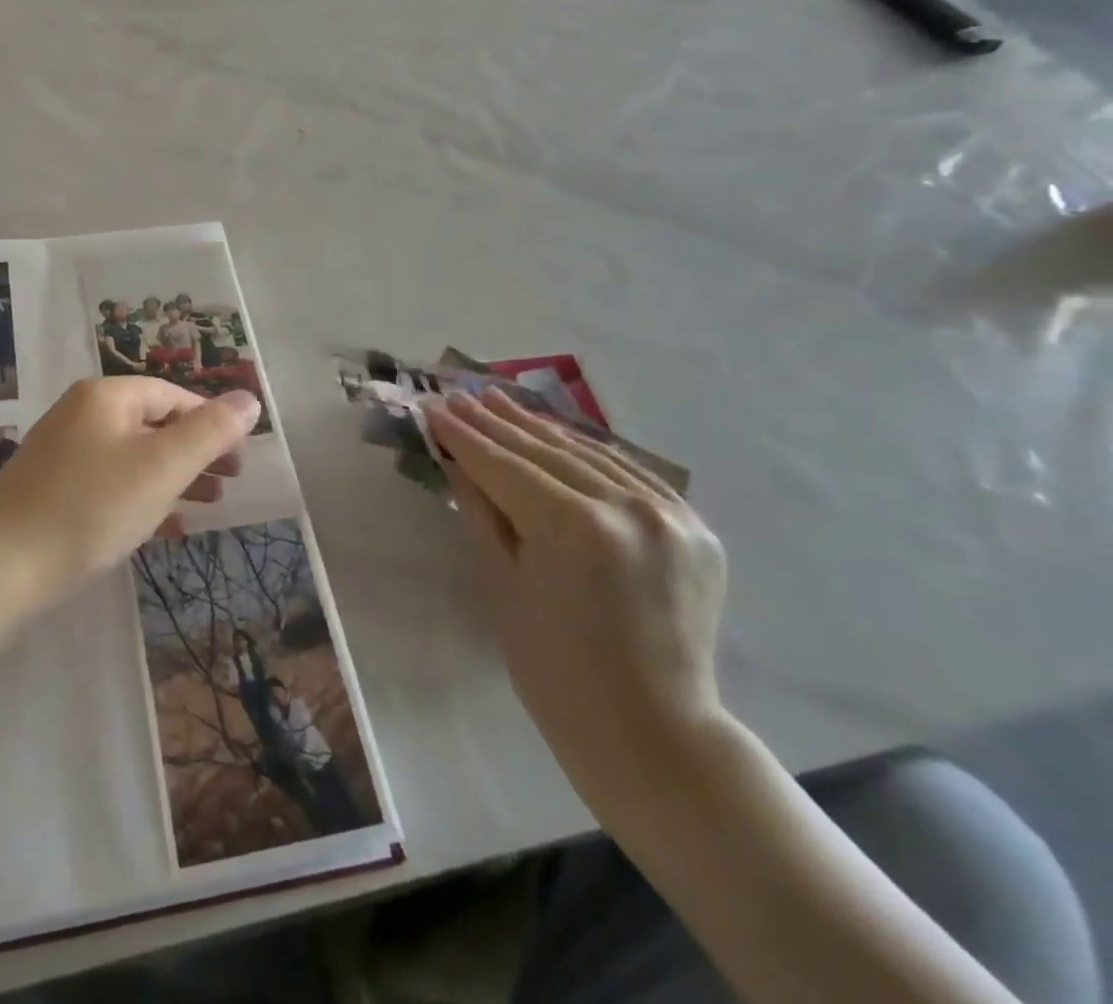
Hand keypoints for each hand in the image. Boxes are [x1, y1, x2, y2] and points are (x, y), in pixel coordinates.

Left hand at [0, 377, 260, 595]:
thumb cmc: (90, 507)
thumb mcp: (161, 467)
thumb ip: (209, 432)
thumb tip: (249, 397)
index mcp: (105, 397)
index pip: (172, 396)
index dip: (211, 421)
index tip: (239, 457)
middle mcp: (81, 415)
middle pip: (153, 424)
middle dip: (195, 452)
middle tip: (230, 482)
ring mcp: (62, 453)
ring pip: (132, 456)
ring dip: (173, 476)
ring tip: (208, 505)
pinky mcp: (51, 490)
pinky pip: (109, 484)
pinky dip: (141, 497)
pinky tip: (164, 527)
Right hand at [425, 388, 726, 809]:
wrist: (650, 731)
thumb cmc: (553, 669)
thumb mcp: (502, 584)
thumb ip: (481, 511)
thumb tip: (455, 458)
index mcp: (575, 528)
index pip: (506, 467)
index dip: (464, 437)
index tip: (433, 408)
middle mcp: (629, 508)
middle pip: (547, 453)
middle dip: (496, 424)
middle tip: (459, 396)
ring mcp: (671, 515)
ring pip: (590, 455)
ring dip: (540, 429)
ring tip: (499, 401)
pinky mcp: (695, 527)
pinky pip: (632, 474)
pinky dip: (590, 453)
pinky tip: (559, 436)